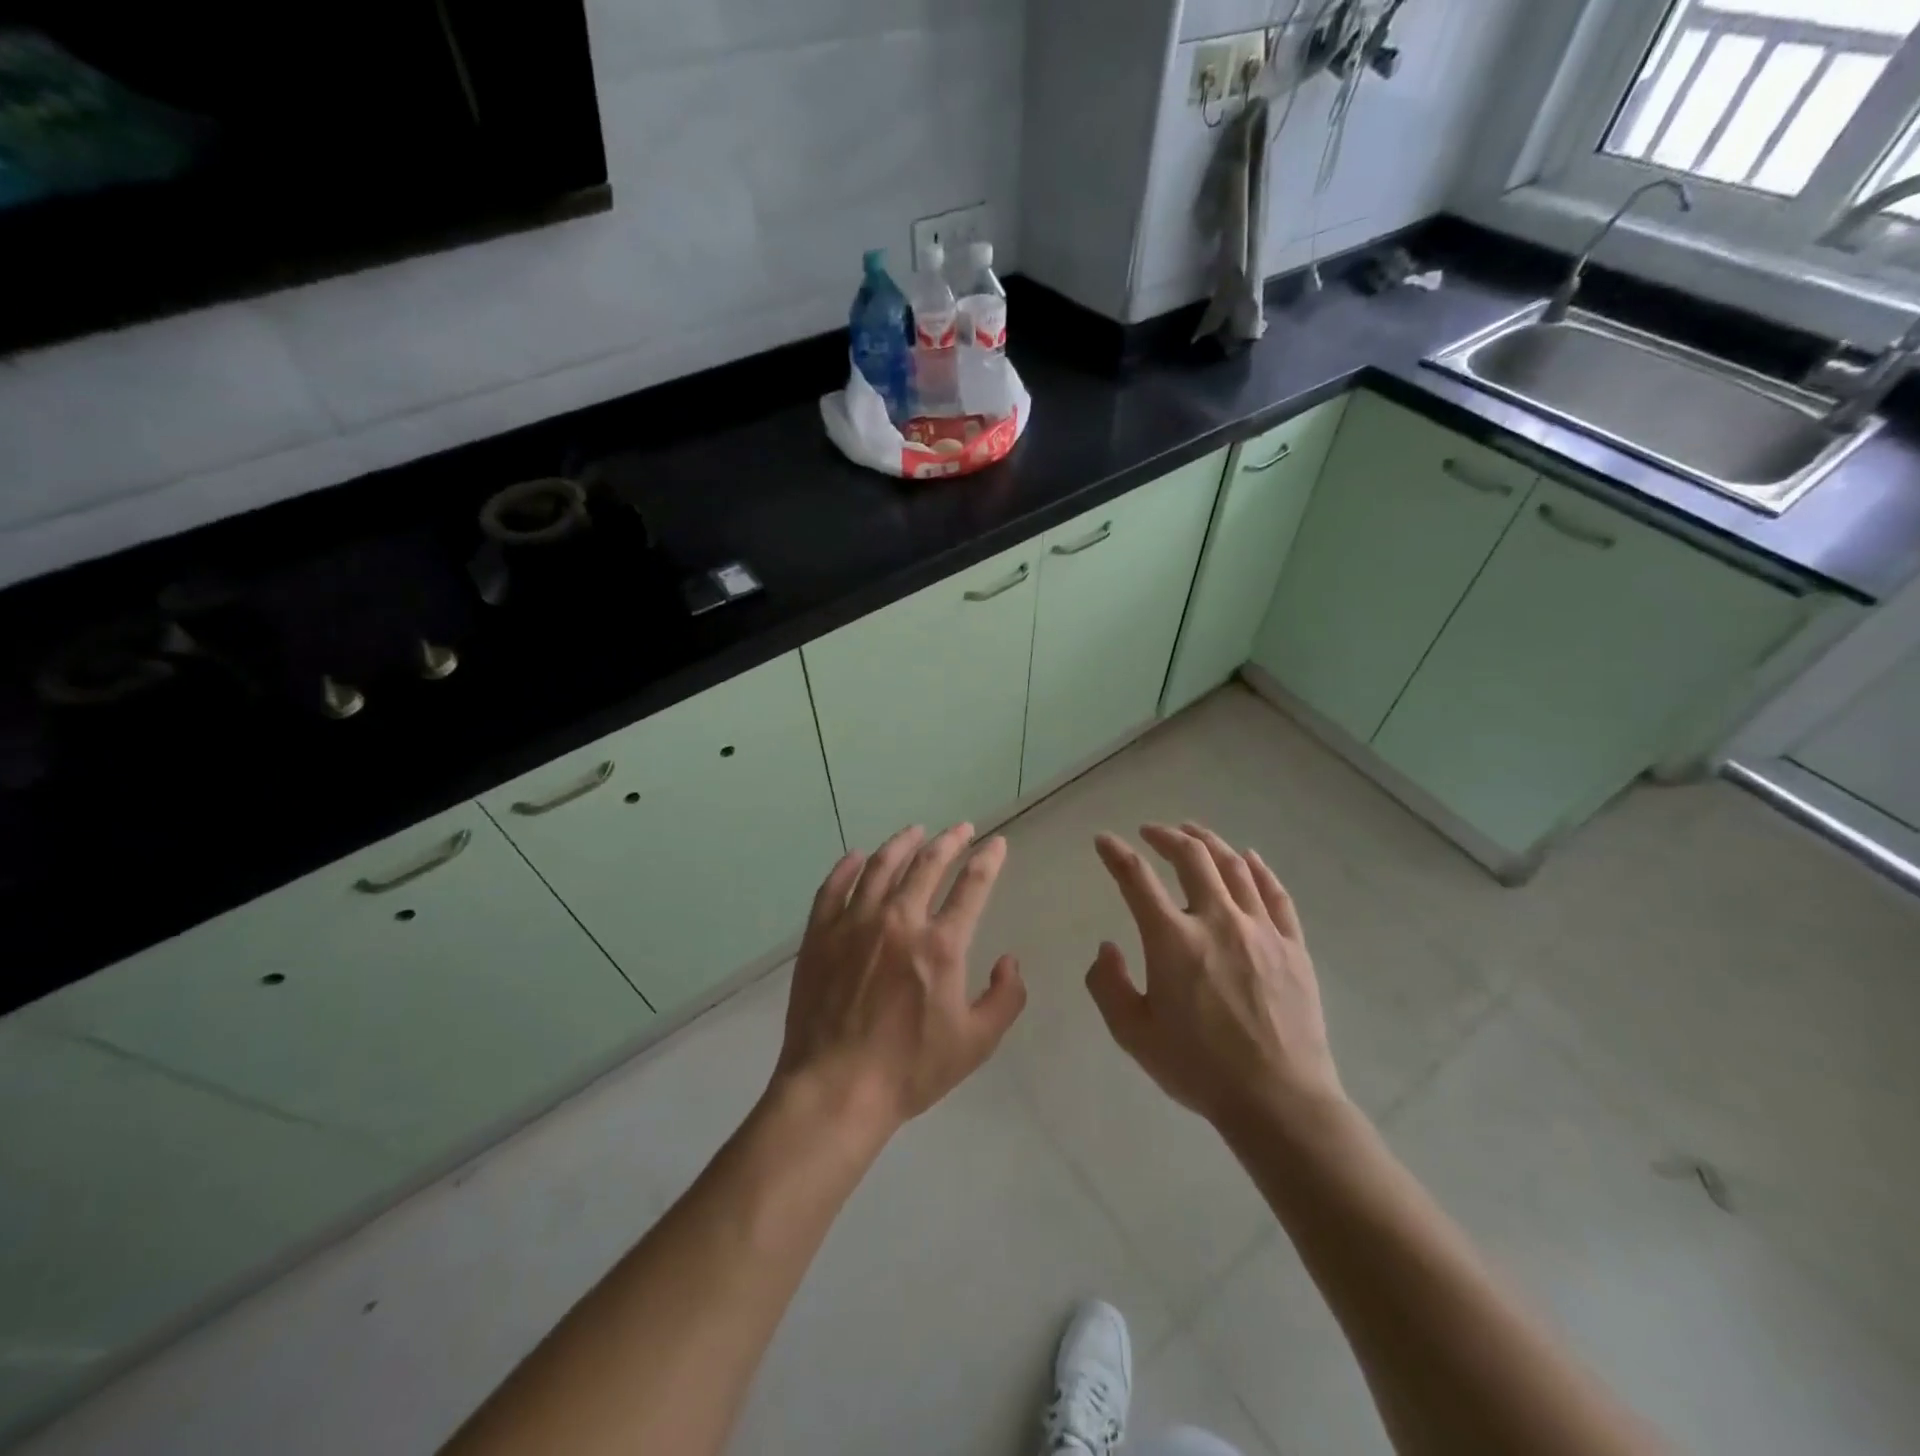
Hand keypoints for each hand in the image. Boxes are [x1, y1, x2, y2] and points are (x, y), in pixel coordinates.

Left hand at [774, 824, 1026, 1136]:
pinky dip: (847, 867)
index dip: (988, 859)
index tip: (996, 843)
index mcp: (940, 945)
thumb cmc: (910, 1069)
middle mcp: (899, 921)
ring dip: (902, 843)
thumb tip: (1010, 961)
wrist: (835, 1088)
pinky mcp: (820, 934)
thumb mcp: (976, 1043)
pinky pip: (833, 887)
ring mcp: (854, 923)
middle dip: (949, 841)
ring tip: (915, 831)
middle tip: (961, 829)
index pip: (972, 885)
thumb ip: (1005, 998)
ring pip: (881, 866)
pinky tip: (856, 856)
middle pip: (927, 864)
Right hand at [1086, 822, 1345, 1135]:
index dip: (1115, 854)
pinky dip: (1258, 869)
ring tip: (1193, 832)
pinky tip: (1249, 858)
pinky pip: (1275, 893)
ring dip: (1209, 842)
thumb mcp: (1133, 1034)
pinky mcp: (1292, 945)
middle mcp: (1216, 920)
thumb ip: (1108, 985)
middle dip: (1166, 836)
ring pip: (1234, 866)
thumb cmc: (1199, 1068)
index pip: (1136, 879)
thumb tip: (1107, 946)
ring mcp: (1260, 929)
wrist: (1278, 1100)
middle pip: (1191, 857)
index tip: (1104, 841)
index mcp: (1172, 940)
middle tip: (1151, 831)